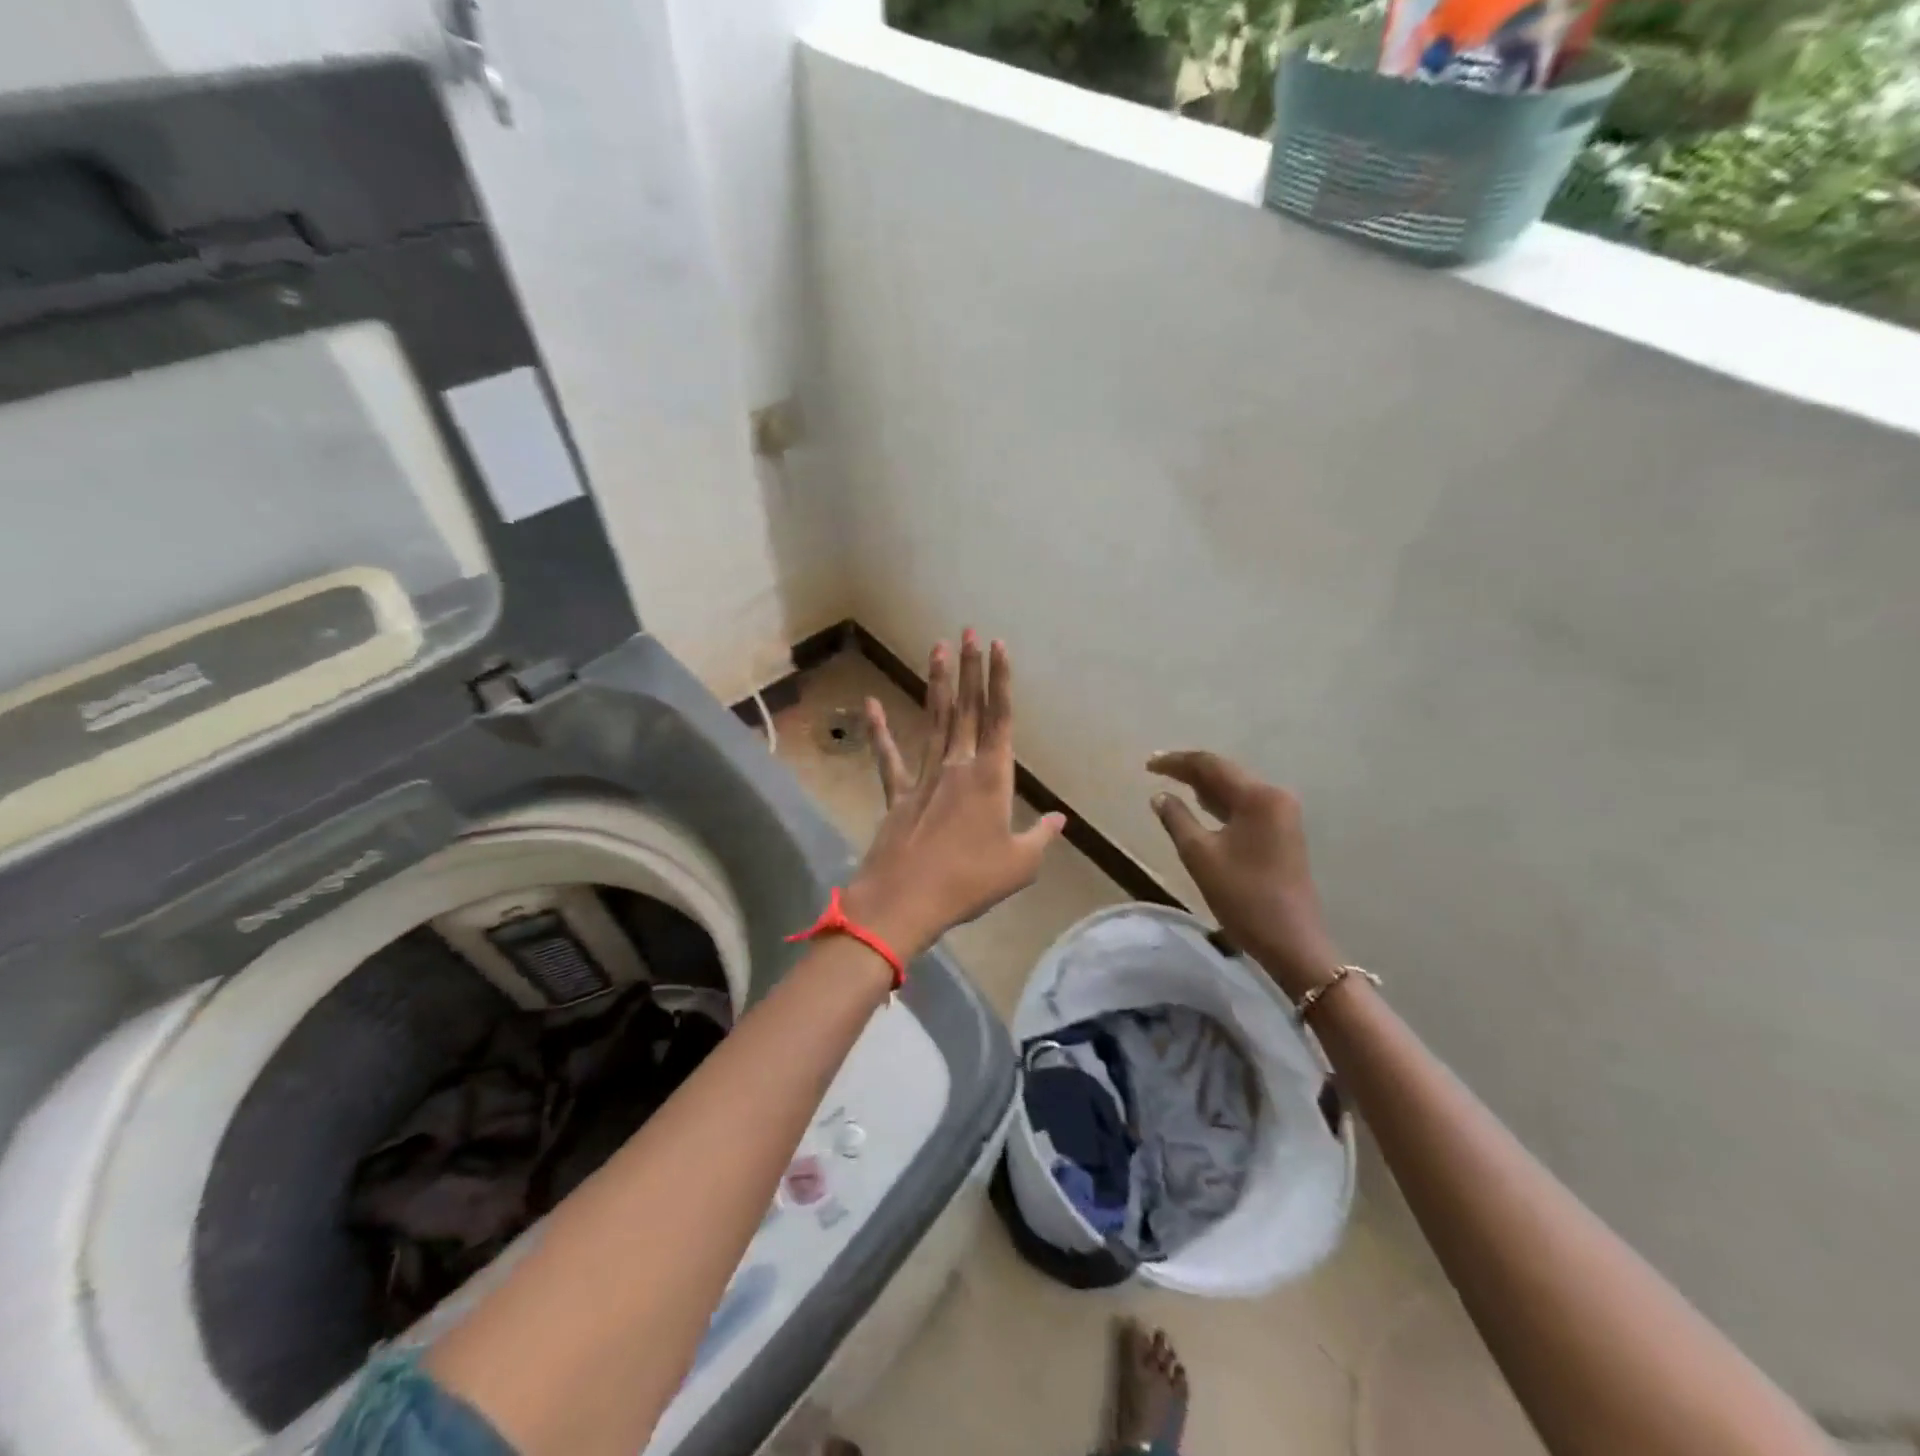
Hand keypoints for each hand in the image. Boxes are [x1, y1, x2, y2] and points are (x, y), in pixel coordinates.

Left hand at [846, 631, 1065, 960]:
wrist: (906, 899)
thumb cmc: (970, 881)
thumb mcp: (1019, 865)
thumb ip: (1040, 837)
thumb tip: (1059, 820)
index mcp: (991, 779)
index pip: (1000, 719)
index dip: (1000, 681)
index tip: (998, 646)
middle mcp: (958, 766)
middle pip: (967, 709)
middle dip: (970, 668)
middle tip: (968, 631)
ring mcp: (924, 777)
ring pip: (935, 721)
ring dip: (938, 684)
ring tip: (937, 648)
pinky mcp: (898, 794)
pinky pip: (889, 757)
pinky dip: (880, 730)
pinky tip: (871, 704)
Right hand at [1148, 751, 1341, 999]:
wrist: (1292, 940)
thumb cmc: (1243, 896)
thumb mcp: (1200, 856)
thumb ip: (1177, 819)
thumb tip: (1160, 795)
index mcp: (1257, 796)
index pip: (1210, 765)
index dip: (1176, 762)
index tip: (1147, 764)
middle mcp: (1275, 796)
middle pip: (1226, 772)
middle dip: (1190, 770)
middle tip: (1156, 770)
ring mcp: (1282, 814)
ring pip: (1236, 789)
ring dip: (1204, 786)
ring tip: (1172, 783)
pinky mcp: (1283, 831)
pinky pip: (1245, 805)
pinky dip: (1220, 802)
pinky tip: (1200, 805)